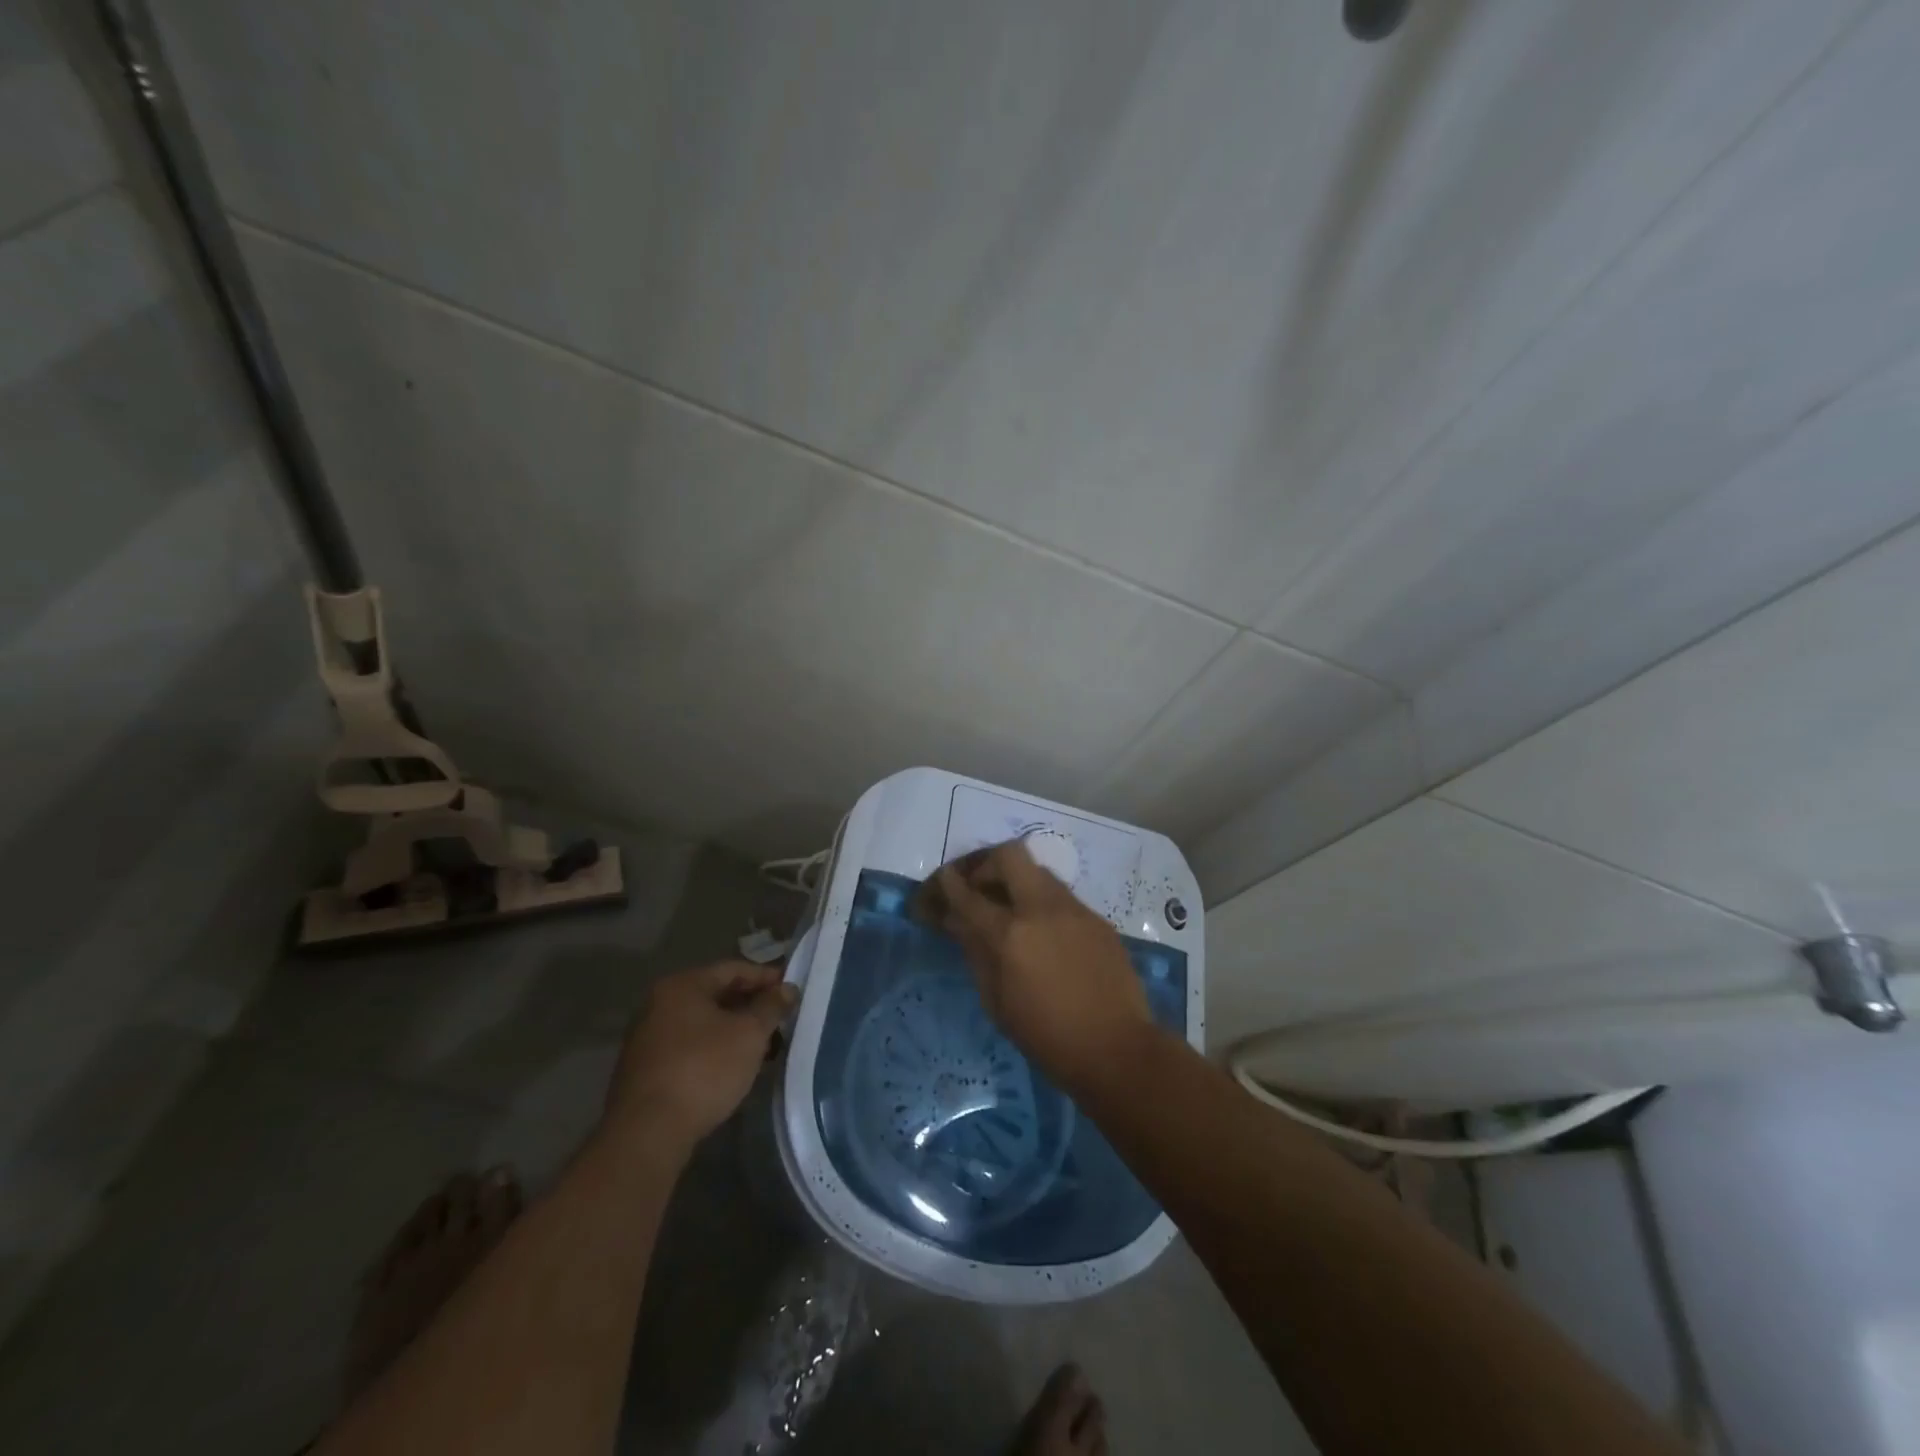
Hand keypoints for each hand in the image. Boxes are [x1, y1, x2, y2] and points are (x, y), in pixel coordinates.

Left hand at [604, 961, 795, 1154]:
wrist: (647, 1133)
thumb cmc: (703, 1070)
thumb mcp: (749, 1034)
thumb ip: (771, 1006)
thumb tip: (787, 989)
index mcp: (682, 985)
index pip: (733, 969)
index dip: (766, 977)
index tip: (791, 990)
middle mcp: (659, 1004)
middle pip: (716, 994)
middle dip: (751, 1005)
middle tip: (781, 1018)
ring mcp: (648, 1037)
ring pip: (703, 1023)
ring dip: (735, 1030)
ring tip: (765, 1046)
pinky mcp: (646, 1069)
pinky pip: (690, 1046)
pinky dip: (715, 1049)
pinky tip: (735, 1066)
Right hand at [923, 840, 1156, 1097]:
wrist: (1117, 1049)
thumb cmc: (1047, 1037)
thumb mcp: (997, 1002)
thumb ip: (976, 953)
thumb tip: (959, 922)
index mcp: (1010, 934)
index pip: (968, 894)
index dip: (948, 884)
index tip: (941, 880)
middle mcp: (1042, 909)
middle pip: (1009, 855)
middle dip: (986, 864)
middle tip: (979, 887)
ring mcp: (1075, 910)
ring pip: (1039, 872)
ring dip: (1018, 881)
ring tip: (1010, 910)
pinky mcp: (1098, 919)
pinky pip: (1062, 897)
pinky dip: (1043, 904)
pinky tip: (1044, 934)